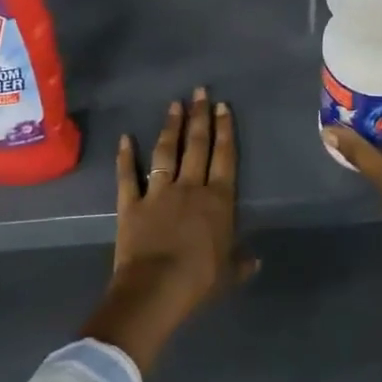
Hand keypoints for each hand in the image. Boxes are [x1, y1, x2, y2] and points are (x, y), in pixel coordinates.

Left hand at [82, 87, 254, 372]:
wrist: (156, 289)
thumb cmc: (199, 280)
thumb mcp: (228, 274)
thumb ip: (241, 262)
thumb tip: (256, 260)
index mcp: (218, 200)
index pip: (224, 157)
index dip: (225, 130)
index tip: (223, 106)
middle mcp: (190, 187)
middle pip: (196, 145)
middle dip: (199, 116)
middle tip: (200, 92)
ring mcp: (159, 192)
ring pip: (166, 151)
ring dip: (170, 126)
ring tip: (174, 104)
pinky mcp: (131, 203)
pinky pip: (128, 176)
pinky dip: (125, 157)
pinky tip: (125, 137)